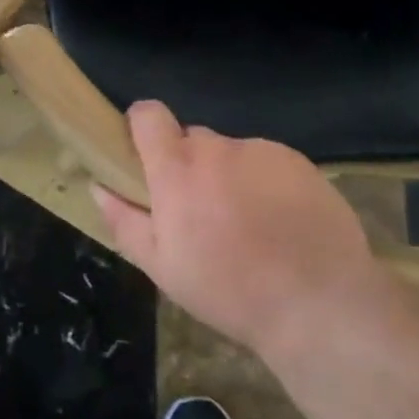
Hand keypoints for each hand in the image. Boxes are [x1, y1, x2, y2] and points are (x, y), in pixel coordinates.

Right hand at [94, 101, 404, 359]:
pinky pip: (267, 162)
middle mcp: (218, 148)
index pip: (148, 115)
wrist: (318, 304)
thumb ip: (125, 220)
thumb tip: (99, 186)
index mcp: (177, 169)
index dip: (141, 127)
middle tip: (202, 212)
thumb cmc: (228, 290)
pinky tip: (279, 222)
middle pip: (191, 139)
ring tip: (248, 225)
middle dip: (189, 165)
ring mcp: (262, 151)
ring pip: (232, 153)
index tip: (145, 156)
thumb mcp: (162, 267)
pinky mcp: (298, 161)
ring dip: (229, 176)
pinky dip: (265, 182)